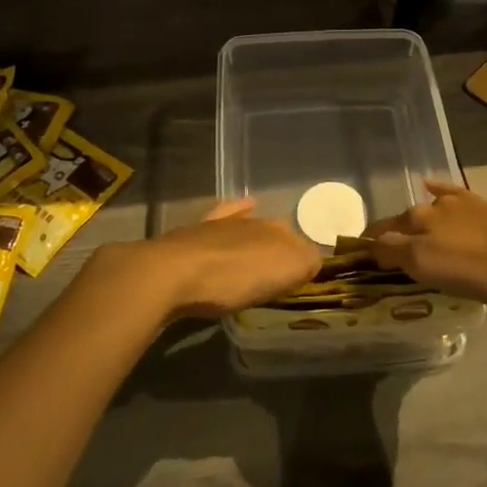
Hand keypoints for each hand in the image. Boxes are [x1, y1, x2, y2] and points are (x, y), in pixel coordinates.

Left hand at [122, 200, 320, 321]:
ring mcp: (222, 224)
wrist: (173, 273)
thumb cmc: (234, 276)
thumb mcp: (284, 271)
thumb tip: (313, 260)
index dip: (305, 260)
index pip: (301, 243)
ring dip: (257, 234)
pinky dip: (234, 211)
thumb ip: (307, 262)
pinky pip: (222, 217)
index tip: (305, 278)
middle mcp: (253, 220)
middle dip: (282, 247)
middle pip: (275, 233)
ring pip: (248, 224)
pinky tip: (241, 208)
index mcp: (277, 230)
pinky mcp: (194, 232)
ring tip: (264, 250)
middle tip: (284, 272)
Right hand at [366, 180, 486, 303]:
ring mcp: (457, 203)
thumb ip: (392, 252)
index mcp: (413, 219)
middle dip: (391, 237)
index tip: (359, 262)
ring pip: (425, 210)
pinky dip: (435, 188)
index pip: (380, 232)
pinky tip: (429, 185)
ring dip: (412, 222)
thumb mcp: (424, 265)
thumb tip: (371, 246)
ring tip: (408, 238)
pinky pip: (449, 192)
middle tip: (388, 261)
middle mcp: (430, 205)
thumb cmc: (473, 267)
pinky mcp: (479, 206)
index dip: (368, 247)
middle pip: (401, 222)